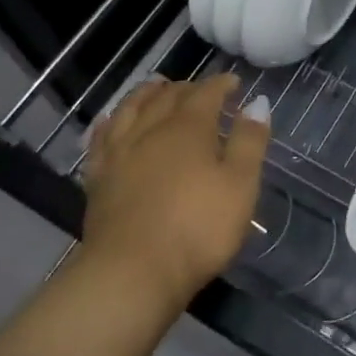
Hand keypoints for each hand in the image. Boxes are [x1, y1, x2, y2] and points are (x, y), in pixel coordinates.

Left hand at [79, 74, 268, 313]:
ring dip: (148, 93)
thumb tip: (257, 102)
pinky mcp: (99, 177)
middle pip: (168, 96)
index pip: (206, 93)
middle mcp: (151, 129)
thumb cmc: (197, 229)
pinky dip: (112, 121)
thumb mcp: (240, 186)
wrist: (132, 273)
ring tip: (158, 88)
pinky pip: (103, 137)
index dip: (221, 84)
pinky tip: (113, 120)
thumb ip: (250, 141)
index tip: (234, 82)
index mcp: (189, 128)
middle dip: (188, 87)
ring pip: (132, 108)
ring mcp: (120, 152)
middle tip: (201, 90)